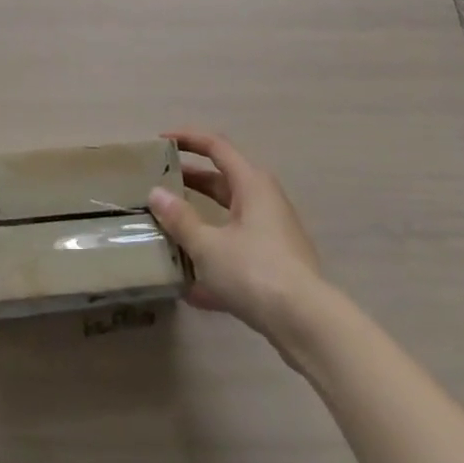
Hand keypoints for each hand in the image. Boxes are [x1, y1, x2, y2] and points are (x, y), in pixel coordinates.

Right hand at [147, 130, 324, 341]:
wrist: (307, 324)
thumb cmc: (255, 271)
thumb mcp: (208, 246)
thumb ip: (180, 219)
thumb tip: (156, 194)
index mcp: (252, 184)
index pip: (216, 146)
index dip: (187, 139)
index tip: (160, 142)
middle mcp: (264, 201)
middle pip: (222, 180)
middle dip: (189, 180)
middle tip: (158, 183)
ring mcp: (272, 234)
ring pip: (229, 217)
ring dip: (199, 219)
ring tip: (167, 227)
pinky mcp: (275, 265)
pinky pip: (236, 250)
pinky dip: (213, 257)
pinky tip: (189, 286)